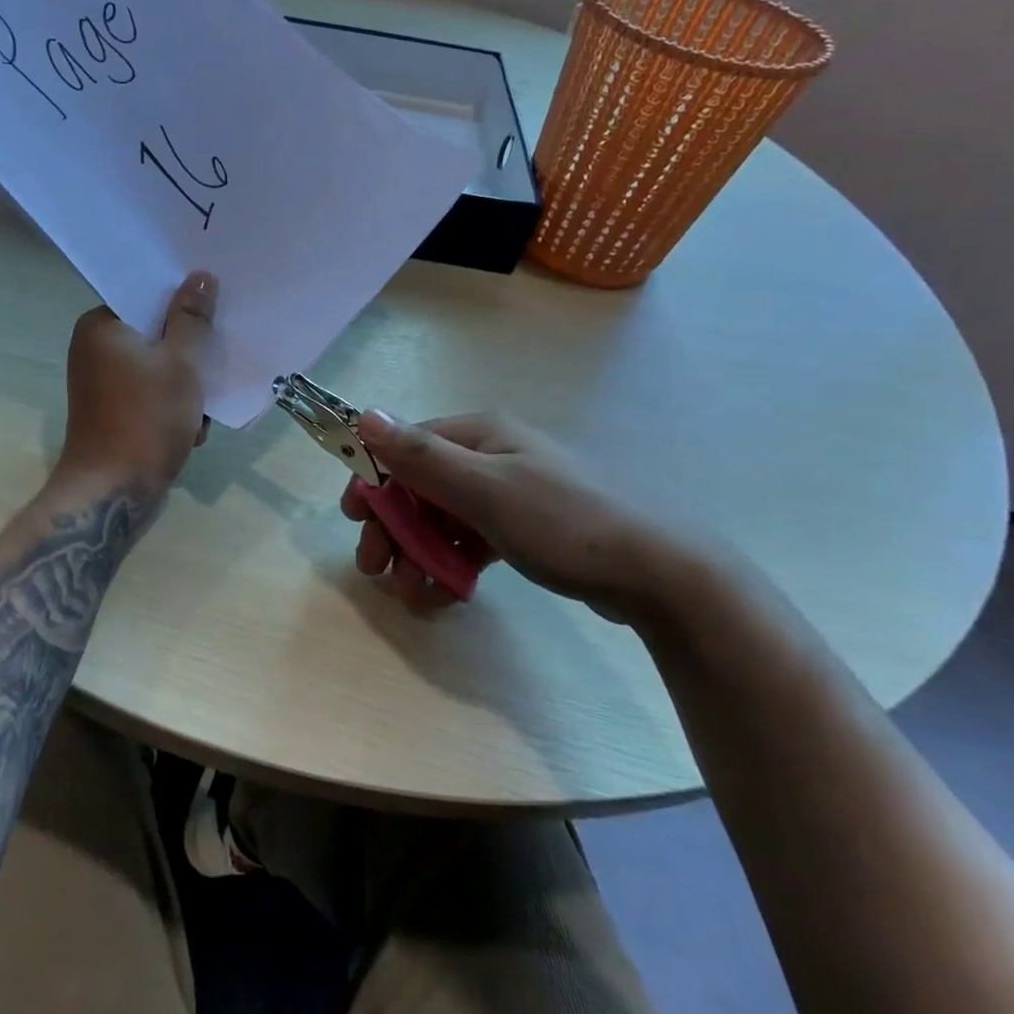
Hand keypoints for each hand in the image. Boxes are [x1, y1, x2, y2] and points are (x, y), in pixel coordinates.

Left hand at [57, 271, 217, 493]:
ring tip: (199, 411)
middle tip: (212, 366)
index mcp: (101, 326)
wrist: (114, 492)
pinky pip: (149, 394)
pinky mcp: (112, 412)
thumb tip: (200, 275)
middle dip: (188, 354)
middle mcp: (94, 349)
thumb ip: (192, 317)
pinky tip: (190, 429)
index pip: (145, 296)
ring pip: (157, 367)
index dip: (182, 302)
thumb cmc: (146, 418)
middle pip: (154, 333)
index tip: (213, 312)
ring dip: (185, 387)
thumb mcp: (180, 362)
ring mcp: (101, 384)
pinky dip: (171, 407)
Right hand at [345, 410, 730, 626]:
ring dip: (420, 555)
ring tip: (414, 597)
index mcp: (480, 434)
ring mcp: (510, 493)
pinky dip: (452, 565)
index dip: (375, 482)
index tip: (354, 521)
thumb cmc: (564, 523)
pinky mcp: (524, 528)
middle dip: (395, 530)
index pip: (407, 449)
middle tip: (376, 571)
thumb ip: (421, 456)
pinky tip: (444, 596)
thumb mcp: (485, 489)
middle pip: (421, 488)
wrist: (658, 574)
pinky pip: (471, 541)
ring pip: (443, 519)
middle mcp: (491, 456)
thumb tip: (364, 415)